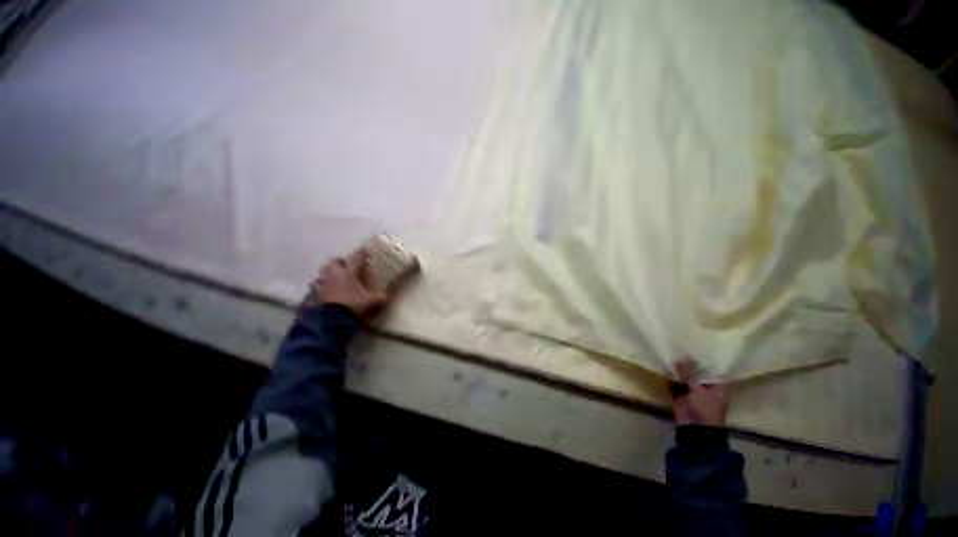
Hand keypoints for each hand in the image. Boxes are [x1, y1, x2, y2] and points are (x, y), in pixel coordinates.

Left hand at [310, 250, 389, 317]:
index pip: (356, 260)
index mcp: (350, 274)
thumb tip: (388, 297)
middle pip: (333, 263)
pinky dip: (318, 287)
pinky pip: (315, 287)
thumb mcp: (372, 301)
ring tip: (330, 276)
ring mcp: (323, 284)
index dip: (360, 254)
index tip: (363, 249)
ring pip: (321, 273)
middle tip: (343, 264)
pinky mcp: (315, 295)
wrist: (333, 319)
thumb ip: (380, 298)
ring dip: (325, 273)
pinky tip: (321, 290)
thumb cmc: (354, 305)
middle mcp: (335, 275)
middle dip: (338, 262)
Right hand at [669, 358, 728, 426]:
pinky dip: (670, 380)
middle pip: (695, 375)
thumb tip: (683, 357)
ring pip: (684, 380)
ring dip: (677, 373)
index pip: (709, 371)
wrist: (695, 430)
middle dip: (686, 366)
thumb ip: (690, 373)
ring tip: (668, 358)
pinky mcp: (681, 399)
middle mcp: (706, 390)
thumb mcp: (698, 389)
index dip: (700, 362)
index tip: (689, 351)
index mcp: (717, 388)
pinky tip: (664, 370)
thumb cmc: (704, 409)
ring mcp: (693, 395)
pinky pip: (675, 386)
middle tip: (676, 352)